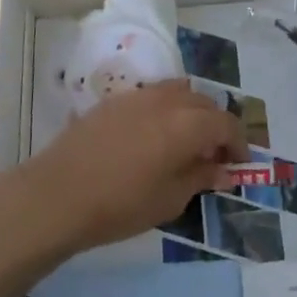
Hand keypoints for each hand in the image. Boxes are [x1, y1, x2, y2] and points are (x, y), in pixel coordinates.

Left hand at [12, 81, 247, 255]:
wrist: (58, 194)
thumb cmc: (120, 204)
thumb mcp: (169, 199)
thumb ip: (200, 177)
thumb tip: (222, 169)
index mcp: (186, 124)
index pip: (225, 123)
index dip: (238, 142)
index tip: (238, 164)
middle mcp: (166, 100)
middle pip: (204, 102)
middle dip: (215, 126)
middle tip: (213, 157)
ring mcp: (138, 96)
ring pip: (178, 93)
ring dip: (190, 113)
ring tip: (184, 143)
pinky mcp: (114, 100)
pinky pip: (152, 96)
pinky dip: (165, 110)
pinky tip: (153, 138)